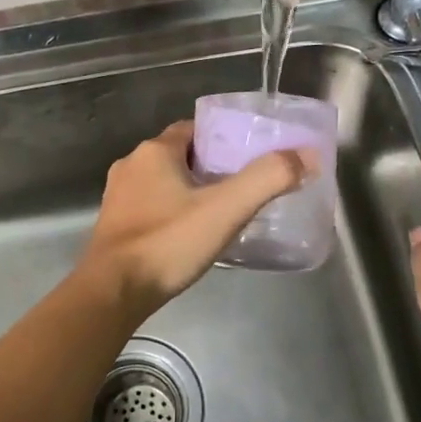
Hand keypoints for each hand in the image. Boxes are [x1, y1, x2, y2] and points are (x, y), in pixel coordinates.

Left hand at [80, 121, 315, 314]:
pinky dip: (171, 212)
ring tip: (221, 212)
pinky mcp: (113, 224)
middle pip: (180, 155)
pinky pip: (150, 206)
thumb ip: (268, 179)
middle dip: (210, 167)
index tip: (248, 158)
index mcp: (155, 151)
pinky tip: (189, 234)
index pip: (195, 129)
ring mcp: (118, 196)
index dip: (223, 140)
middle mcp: (131, 165)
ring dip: (189, 191)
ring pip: (163, 182)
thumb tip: (307, 155)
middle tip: (242, 187)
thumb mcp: (226, 209)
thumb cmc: (168, 243)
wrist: (113, 292)